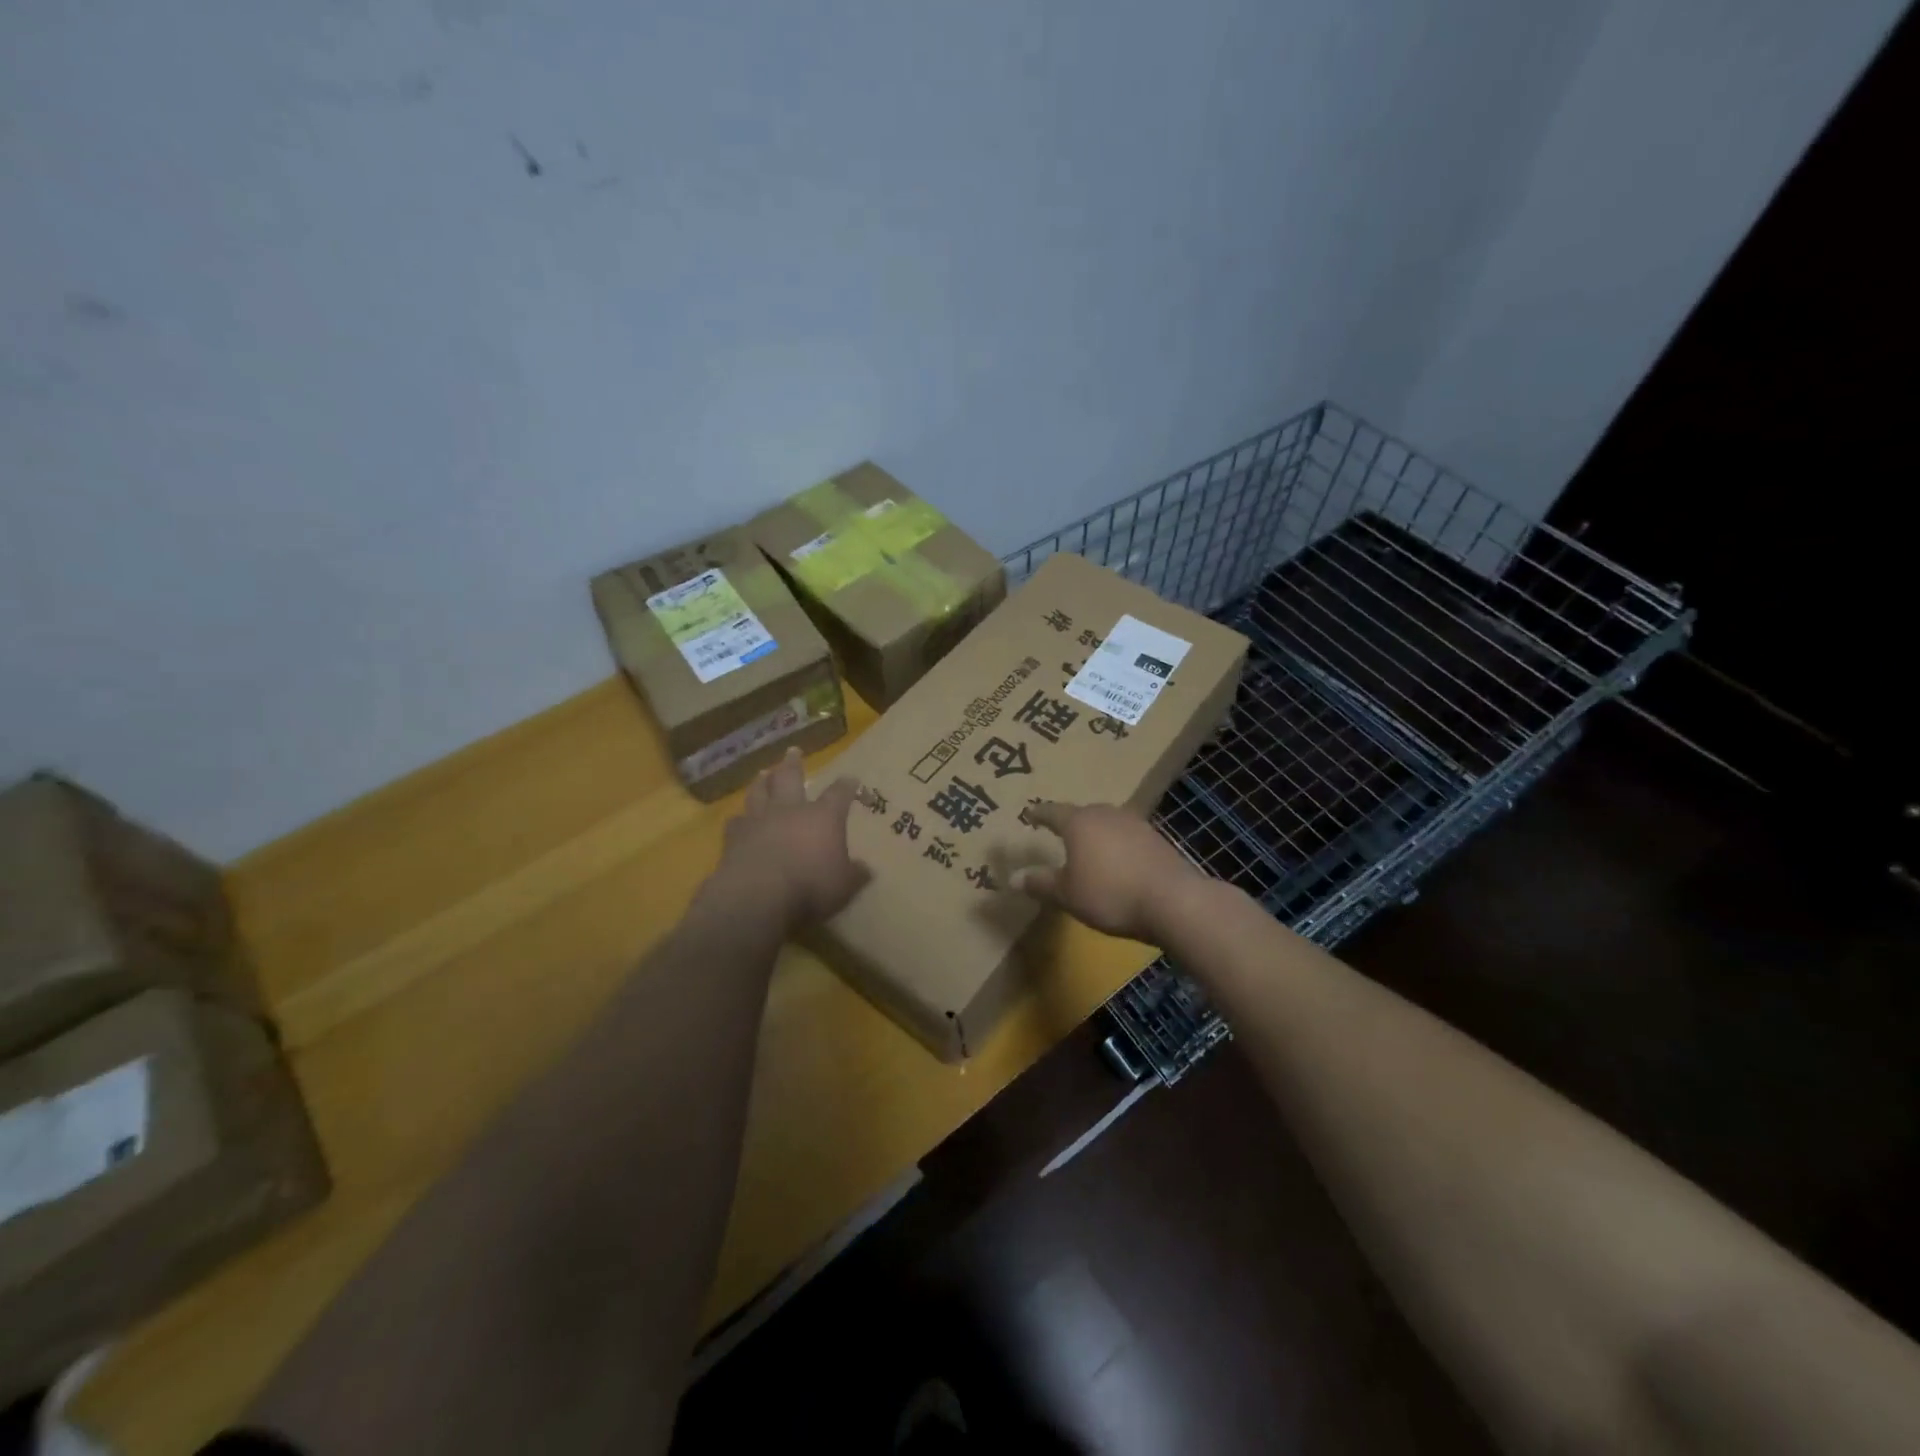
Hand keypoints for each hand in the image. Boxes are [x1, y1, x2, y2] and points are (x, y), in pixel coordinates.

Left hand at [708, 747, 870, 935]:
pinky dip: (739, 818)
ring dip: (762, 782)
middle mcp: (790, 810)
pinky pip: (736, 821)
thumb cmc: (810, 887)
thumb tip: (866, 869)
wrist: (757, 895)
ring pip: (759, 792)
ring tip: (763, 773)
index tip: (851, 779)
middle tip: (793, 750)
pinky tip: (738, 818)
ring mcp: (759, 821)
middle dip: (794, 764)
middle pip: (791, 778)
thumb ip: (855, 874)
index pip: (839, 794)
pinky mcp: (734, 838)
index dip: (846, 786)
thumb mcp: (844, 886)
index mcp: (823, 817)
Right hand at [1008, 801, 1202, 942]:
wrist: (1173, 900)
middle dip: (1070, 822)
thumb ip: (1041, 883)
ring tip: (1089, 847)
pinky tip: (1118, 861)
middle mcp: (1106, 814)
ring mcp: (1135, 824)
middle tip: (1059, 831)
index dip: (1039, 814)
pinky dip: (1117, 845)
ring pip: (1107, 822)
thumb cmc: (1109, 894)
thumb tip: (1014, 878)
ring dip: (1096, 833)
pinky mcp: (1156, 839)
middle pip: (1083, 813)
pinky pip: (1126, 836)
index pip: (1052, 811)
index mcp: (1079, 822)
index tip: (1029, 814)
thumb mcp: (1067, 895)